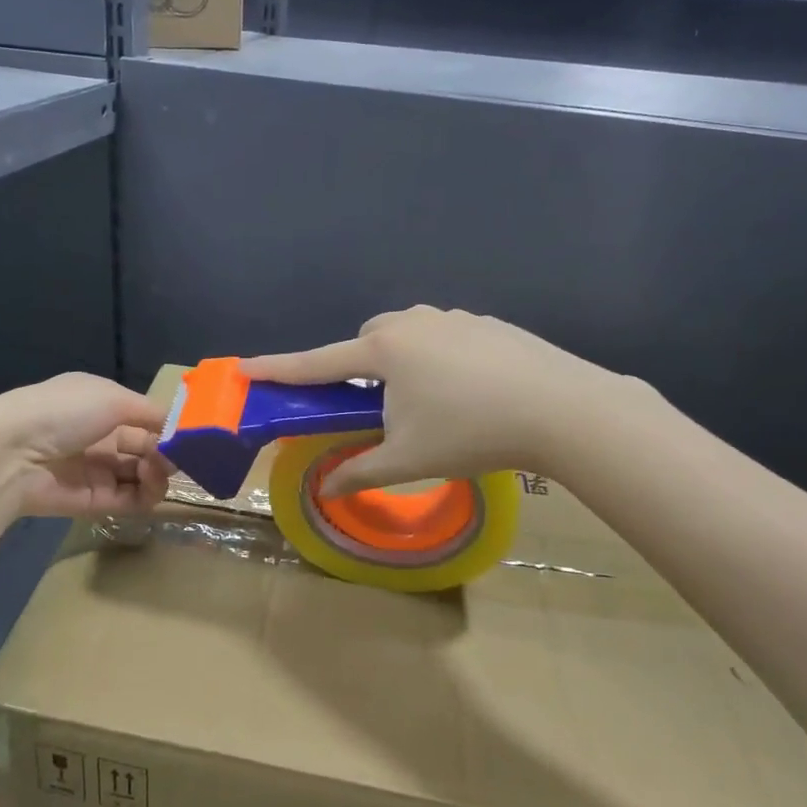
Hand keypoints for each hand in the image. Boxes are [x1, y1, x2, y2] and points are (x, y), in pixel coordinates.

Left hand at [0, 373, 172, 518]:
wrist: (13, 453)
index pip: (143, 417)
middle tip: (175, 459)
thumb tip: (177, 426)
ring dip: (157, 474)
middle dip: (165, 452)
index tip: (187, 437)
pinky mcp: (92, 501)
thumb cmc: (65, 412)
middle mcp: (99, 436)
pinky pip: (129, 499)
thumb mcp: (113, 397)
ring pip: (141, 475)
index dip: (166, 427)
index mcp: (101, 404)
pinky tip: (150, 487)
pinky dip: (145, 495)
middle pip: (145, 447)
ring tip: (156, 472)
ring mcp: (96, 470)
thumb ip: (150, 412)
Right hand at [242, 306, 646, 494]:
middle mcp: (411, 322)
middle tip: (376, 407)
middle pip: (365, 342)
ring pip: (406, 335)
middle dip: (358, 368)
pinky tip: (467, 392)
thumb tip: (326, 488)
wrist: (563, 408)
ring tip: (427, 402)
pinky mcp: (486, 323)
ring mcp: (452, 317)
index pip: (316, 362)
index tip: (243, 368)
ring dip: (400, 362)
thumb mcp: (409, 459)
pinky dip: (437, 359)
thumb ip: (360, 470)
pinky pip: (443, 336)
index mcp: (383, 350)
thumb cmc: (471, 431)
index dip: (278, 369)